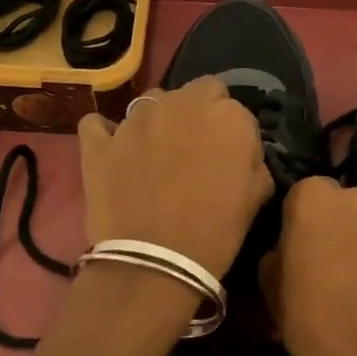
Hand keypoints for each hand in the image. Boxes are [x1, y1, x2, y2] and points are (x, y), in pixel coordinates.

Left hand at [78, 79, 272, 281]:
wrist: (156, 262)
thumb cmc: (216, 232)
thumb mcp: (257, 196)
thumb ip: (252, 160)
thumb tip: (240, 152)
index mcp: (226, 115)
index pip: (232, 106)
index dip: (231, 131)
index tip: (228, 156)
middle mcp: (180, 104)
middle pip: (194, 93)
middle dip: (197, 114)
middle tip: (194, 151)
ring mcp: (135, 120)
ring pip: (150, 103)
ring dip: (157, 121)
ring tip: (155, 156)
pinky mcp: (100, 142)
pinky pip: (98, 125)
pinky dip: (106, 134)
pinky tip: (113, 152)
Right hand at [262, 177, 356, 355]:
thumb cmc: (304, 312)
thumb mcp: (268, 279)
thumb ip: (282, 248)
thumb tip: (292, 247)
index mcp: (315, 196)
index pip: (305, 193)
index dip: (300, 220)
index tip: (297, 245)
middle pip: (345, 204)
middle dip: (338, 223)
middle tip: (328, 259)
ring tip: (356, 280)